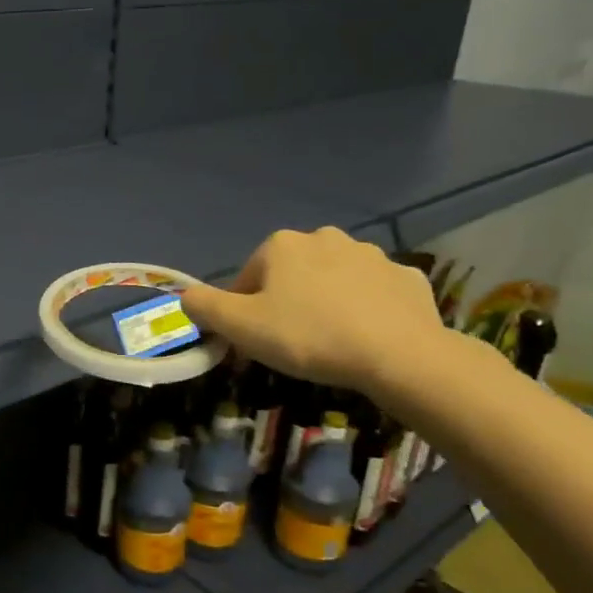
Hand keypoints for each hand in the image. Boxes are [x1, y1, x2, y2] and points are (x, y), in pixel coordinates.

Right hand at [180, 227, 445, 395]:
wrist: (399, 354)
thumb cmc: (308, 336)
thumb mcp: (240, 327)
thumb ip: (204, 306)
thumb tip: (186, 296)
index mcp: (282, 245)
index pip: (247, 279)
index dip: (243, 312)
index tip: (252, 342)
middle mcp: (325, 238)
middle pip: (290, 276)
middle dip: (285, 303)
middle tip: (290, 343)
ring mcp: (371, 255)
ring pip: (332, 281)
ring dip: (324, 303)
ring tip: (329, 343)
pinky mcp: (407, 277)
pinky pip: (373, 293)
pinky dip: (365, 309)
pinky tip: (365, 338)